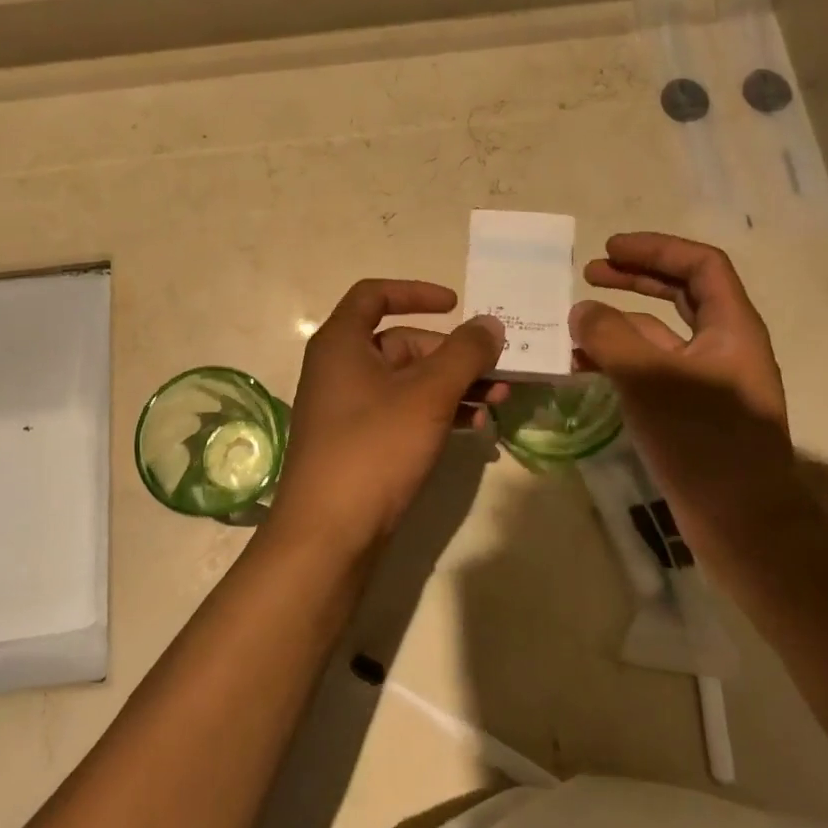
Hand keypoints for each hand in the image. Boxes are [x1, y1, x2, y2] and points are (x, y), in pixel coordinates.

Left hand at [272, 280, 504, 554]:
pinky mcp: (359, 443)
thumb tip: (490, 324)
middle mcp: (339, 368)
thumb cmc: (374, 448)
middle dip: (453, 355)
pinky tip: (474, 430)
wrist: (329, 534)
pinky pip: (403, 413)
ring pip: (408, 382)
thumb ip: (464, 354)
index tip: (457, 304)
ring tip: (498, 401)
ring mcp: (348, 409)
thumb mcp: (427, 395)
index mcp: (341, 343)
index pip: (375, 295)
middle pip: (401, 343)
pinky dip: (437, 414)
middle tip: (499, 371)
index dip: (416, 292)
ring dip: (454, 386)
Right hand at [571, 233, 795, 512]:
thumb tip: (581, 311)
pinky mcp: (689, 411)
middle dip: (635, 278)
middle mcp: (723, 346)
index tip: (610, 249)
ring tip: (574, 323)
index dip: (656, 249)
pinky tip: (584, 368)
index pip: (700, 265)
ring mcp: (706, 380)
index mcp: (731, 327)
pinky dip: (618, 361)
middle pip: (680, 293)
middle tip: (590, 272)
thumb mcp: (650, 379)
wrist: (742, 523)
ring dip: (619, 323)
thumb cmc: (704, 440)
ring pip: (660, 335)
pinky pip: (650, 370)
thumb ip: (610, 337)